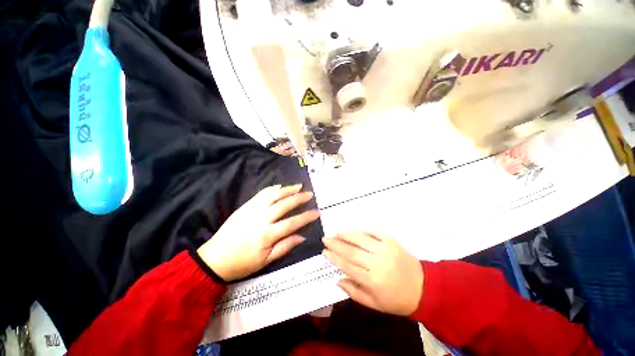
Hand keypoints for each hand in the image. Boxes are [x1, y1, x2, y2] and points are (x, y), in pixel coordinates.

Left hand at [197, 184, 319, 280]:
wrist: (215, 258)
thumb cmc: (242, 263)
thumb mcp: (266, 261)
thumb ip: (285, 247)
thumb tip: (302, 236)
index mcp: (268, 234)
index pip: (293, 222)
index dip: (307, 216)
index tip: (317, 212)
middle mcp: (262, 218)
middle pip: (285, 204)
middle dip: (300, 198)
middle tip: (310, 194)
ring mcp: (253, 210)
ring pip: (273, 195)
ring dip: (287, 189)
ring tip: (298, 186)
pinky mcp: (245, 206)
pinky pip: (261, 194)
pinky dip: (273, 189)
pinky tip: (280, 186)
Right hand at [323, 232, 422, 315]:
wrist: (424, 288)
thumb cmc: (397, 299)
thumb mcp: (374, 304)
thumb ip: (354, 292)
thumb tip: (337, 279)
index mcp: (373, 281)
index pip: (348, 266)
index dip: (334, 258)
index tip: (325, 252)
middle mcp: (378, 263)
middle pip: (352, 251)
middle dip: (336, 244)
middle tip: (326, 238)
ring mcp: (386, 249)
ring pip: (361, 239)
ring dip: (346, 235)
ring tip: (336, 233)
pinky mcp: (392, 241)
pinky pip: (375, 232)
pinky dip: (364, 230)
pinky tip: (355, 230)